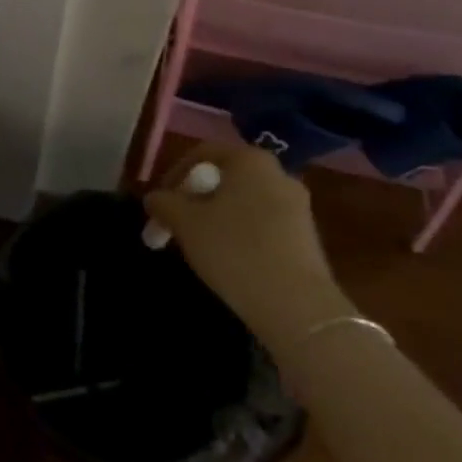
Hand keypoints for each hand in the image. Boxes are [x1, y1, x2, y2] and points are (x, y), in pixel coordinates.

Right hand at [144, 140, 350, 344]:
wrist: (297, 308)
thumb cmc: (234, 250)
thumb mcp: (185, 223)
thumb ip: (164, 203)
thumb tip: (154, 198)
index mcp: (250, 160)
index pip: (202, 153)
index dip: (174, 174)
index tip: (160, 202)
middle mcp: (278, 174)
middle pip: (225, 178)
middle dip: (196, 198)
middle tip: (176, 223)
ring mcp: (298, 206)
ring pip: (244, 202)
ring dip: (217, 217)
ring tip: (199, 244)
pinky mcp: (307, 238)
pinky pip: (263, 224)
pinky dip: (241, 233)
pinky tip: (229, 258)